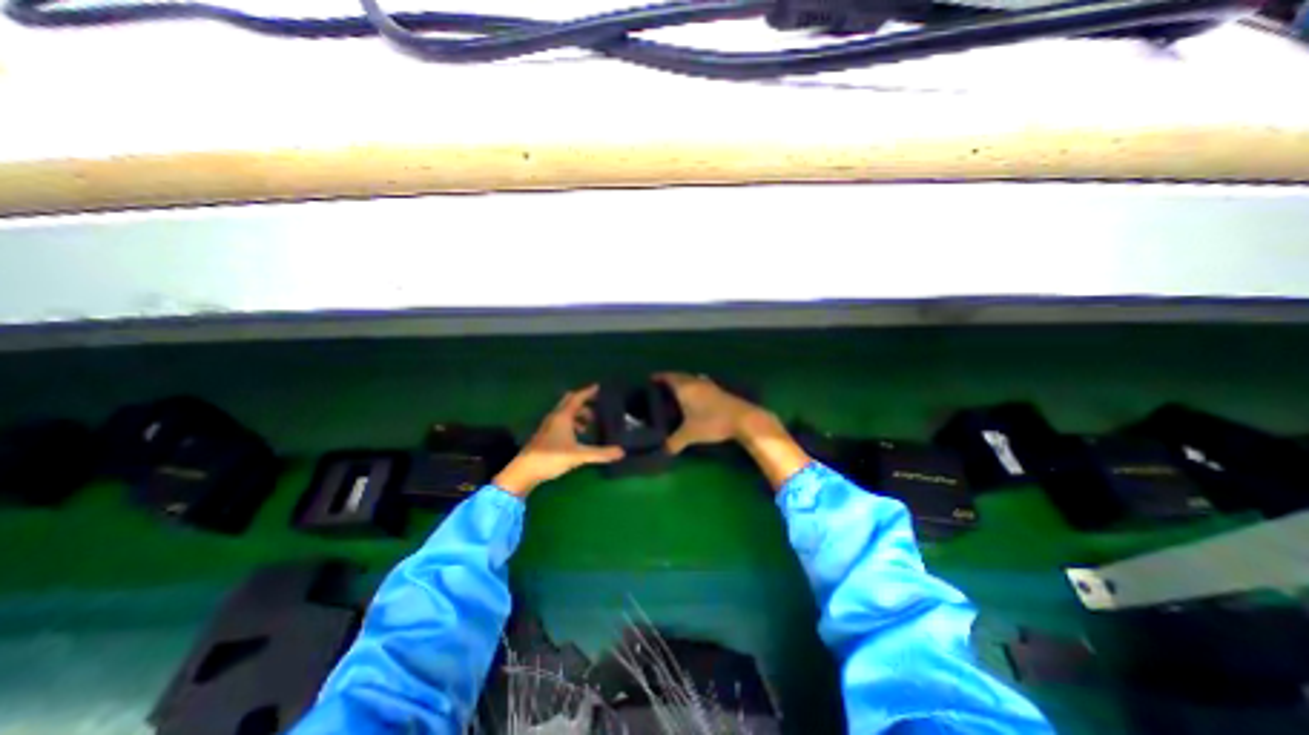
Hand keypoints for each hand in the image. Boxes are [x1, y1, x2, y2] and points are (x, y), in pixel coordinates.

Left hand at [497, 386, 628, 497]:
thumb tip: (622, 452)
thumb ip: (600, 453)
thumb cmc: (551, 458)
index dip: (588, 392)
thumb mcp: (579, 456)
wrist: (524, 471)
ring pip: (565, 413)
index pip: (577, 398)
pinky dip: (571, 423)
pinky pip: (561, 422)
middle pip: (569, 402)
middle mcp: (555, 417)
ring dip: (578, 414)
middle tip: (597, 405)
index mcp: (563, 416)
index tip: (599, 387)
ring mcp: (548, 426)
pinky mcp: (545, 435)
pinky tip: (577, 437)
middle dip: (583, 402)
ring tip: (589, 425)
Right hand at [654, 375, 768, 453]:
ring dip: (682, 383)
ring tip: (675, 393)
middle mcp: (695, 382)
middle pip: (679, 376)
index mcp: (685, 388)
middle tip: (659, 388)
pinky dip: (693, 388)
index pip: (668, 377)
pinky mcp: (718, 390)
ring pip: (691, 380)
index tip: (650, 380)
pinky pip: (700, 384)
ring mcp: (708, 385)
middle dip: (669, 380)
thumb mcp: (690, 434)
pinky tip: (694, 398)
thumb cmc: (712, 422)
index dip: (658, 377)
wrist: (742, 418)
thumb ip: (674, 442)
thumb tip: (663, 451)